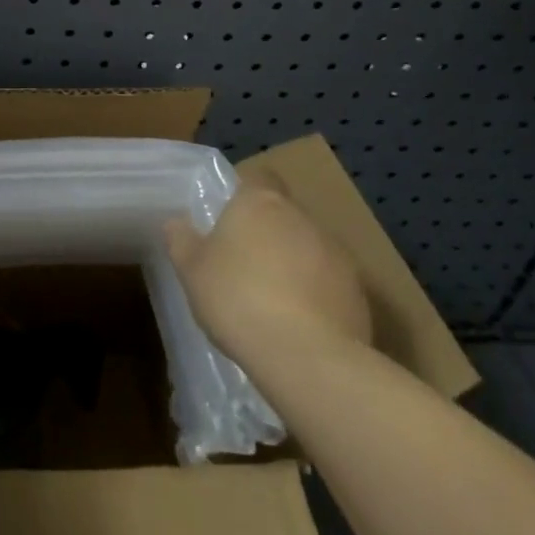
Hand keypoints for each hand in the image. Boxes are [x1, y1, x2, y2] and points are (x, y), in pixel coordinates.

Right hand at [163, 171, 371, 361]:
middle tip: (243, 264)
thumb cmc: (237, 299)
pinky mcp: (358, 293)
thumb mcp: (191, 270)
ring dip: (293, 264)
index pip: (258, 177)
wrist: (306, 357)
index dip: (244, 193)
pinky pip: (329, 283)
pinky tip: (297, 324)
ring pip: (309, 248)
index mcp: (260, 203)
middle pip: (283, 214)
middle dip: (267, 233)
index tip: (228, 217)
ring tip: (271, 300)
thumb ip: (182, 241)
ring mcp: (338, 254)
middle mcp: (303, 218)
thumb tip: (176, 223)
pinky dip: (315, 294)